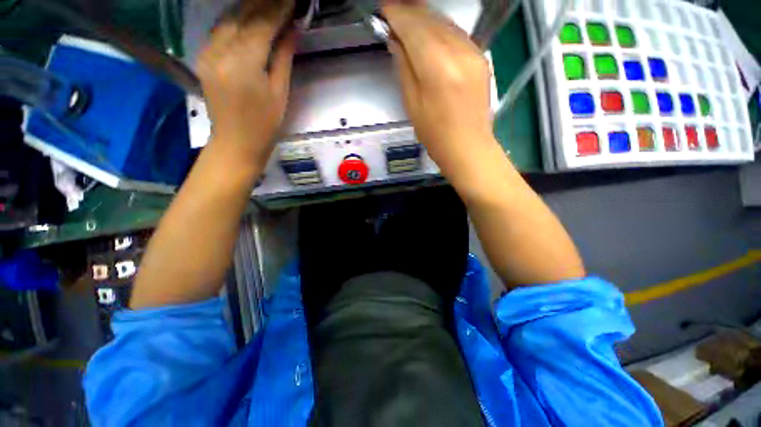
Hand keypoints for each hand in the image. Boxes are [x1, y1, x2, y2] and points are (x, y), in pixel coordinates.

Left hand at [196, 3, 295, 170]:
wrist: (236, 141)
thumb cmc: (265, 124)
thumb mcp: (280, 92)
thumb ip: (283, 57)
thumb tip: (292, 29)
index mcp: (244, 63)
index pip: (262, 24)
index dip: (279, 9)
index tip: (293, 0)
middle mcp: (220, 51)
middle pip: (242, 15)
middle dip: (264, 3)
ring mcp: (207, 52)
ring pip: (228, 18)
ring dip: (249, 7)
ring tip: (268, 3)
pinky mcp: (203, 57)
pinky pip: (219, 29)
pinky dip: (235, 19)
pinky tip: (247, 16)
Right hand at [383, 2, 496, 175]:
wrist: (468, 147)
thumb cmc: (436, 134)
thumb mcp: (412, 105)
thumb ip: (404, 68)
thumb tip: (397, 42)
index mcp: (437, 68)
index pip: (414, 27)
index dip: (397, 15)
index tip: (385, 9)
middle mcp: (459, 52)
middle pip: (430, 19)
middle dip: (410, 12)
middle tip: (394, 11)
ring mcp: (473, 53)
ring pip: (445, 23)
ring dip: (425, 18)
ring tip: (409, 19)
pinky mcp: (481, 58)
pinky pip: (457, 33)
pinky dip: (441, 29)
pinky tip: (431, 34)